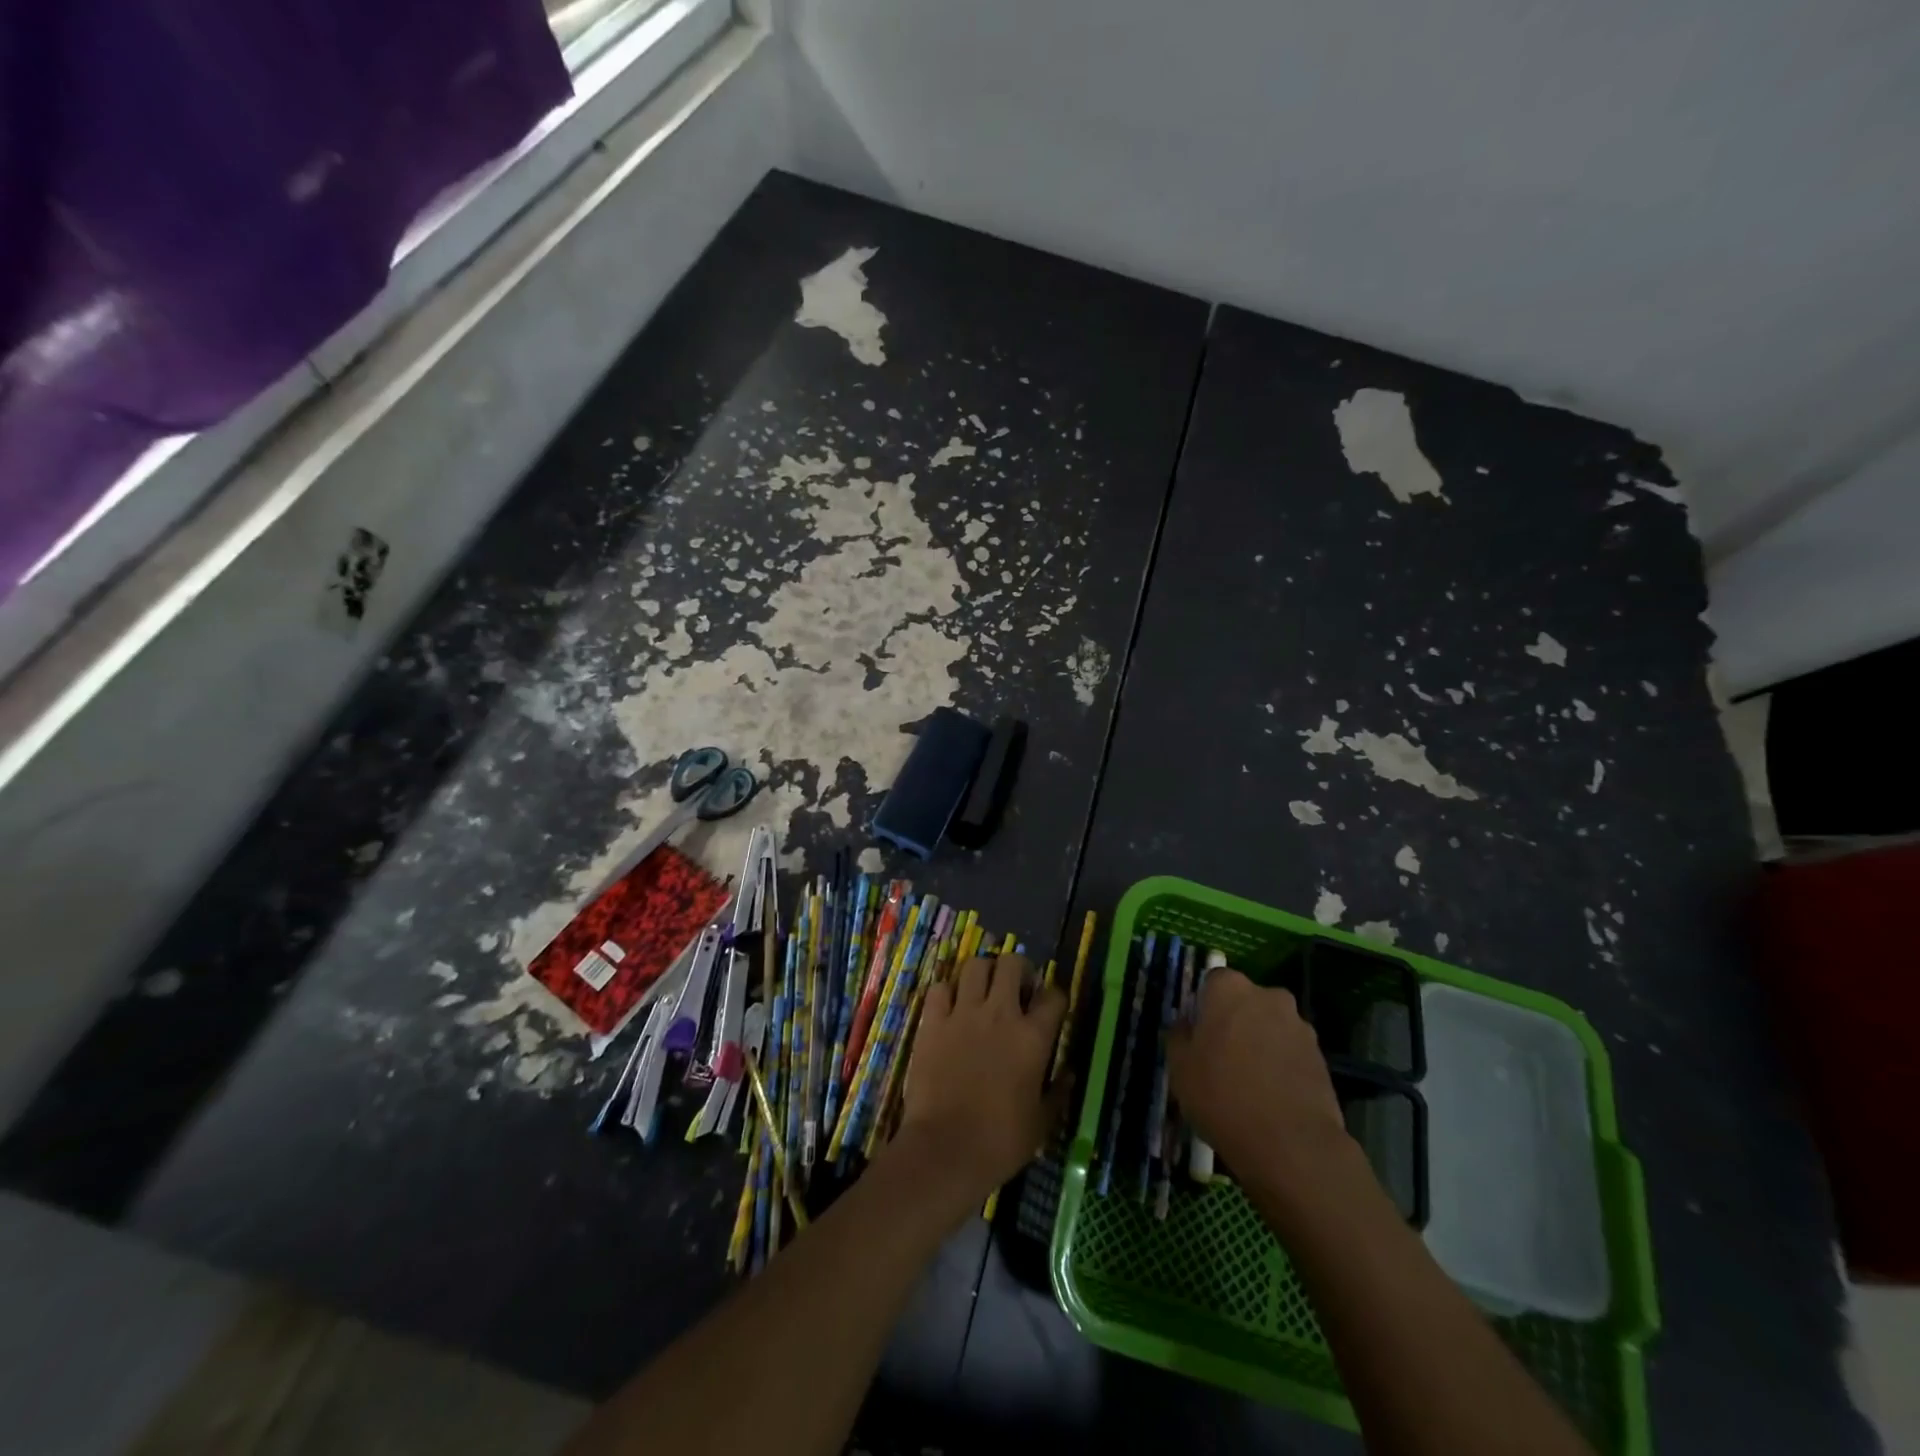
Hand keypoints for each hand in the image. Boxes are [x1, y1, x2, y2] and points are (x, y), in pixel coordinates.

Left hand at [895, 953, 1067, 1214]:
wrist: (946, 1149)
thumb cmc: (1001, 1141)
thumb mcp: (1042, 1123)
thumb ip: (1058, 1093)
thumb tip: (1070, 1074)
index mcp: (1033, 1037)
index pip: (1054, 995)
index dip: (1055, 998)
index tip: (1050, 1009)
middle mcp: (1000, 1014)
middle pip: (1012, 963)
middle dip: (1018, 970)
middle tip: (1016, 989)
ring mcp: (963, 1014)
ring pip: (975, 965)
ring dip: (982, 973)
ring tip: (983, 991)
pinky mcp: (932, 1021)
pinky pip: (940, 988)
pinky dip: (947, 992)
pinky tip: (950, 1008)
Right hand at [1168, 968, 1350, 1204]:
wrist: (1291, 1144)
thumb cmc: (1222, 1095)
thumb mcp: (1179, 1067)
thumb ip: (1179, 1036)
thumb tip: (1186, 1025)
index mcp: (1230, 989)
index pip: (1212, 981)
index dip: (1204, 1006)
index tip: (1198, 1033)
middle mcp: (1268, 996)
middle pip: (1246, 1002)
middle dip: (1236, 1021)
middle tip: (1222, 1056)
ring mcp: (1300, 1026)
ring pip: (1271, 1027)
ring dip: (1261, 1043)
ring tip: (1250, 1082)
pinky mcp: (1322, 1057)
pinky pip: (1291, 1052)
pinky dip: (1281, 1066)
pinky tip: (1272, 1097)